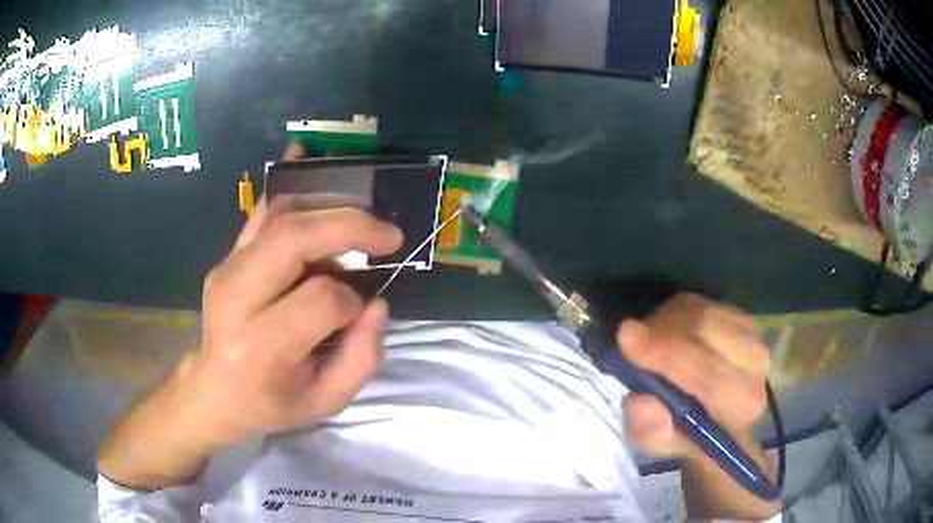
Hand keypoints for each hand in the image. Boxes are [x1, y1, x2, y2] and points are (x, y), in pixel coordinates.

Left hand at [98, 145, 403, 489]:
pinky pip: (260, 210)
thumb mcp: (324, 402)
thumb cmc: (269, 402)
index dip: (352, 300)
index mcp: (260, 346)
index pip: (320, 299)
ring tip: (362, 219)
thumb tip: (376, 302)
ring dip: (328, 206)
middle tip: (387, 234)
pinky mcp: (227, 256)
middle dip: (348, 226)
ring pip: (280, 215)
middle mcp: (236, 298)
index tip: (359, 312)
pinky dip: (289, 181)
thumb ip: (361, 359)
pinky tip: (306, 156)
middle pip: (293, 238)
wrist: (213, 389)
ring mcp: (227, 269)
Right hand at [617, 293, 770, 458]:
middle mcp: (756, 364)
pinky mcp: (740, 315)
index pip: (710, 376)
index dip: (668, 356)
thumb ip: (650, 431)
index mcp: (741, 405)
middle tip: (628, 336)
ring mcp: (752, 334)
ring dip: (667, 321)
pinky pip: (702, 302)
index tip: (626, 340)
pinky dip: (675, 313)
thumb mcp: (659, 445)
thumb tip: (640, 401)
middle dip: (664, 331)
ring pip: (703, 312)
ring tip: (647, 342)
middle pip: (709, 331)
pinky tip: (664, 332)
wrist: (718, 417)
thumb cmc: (686, 435)